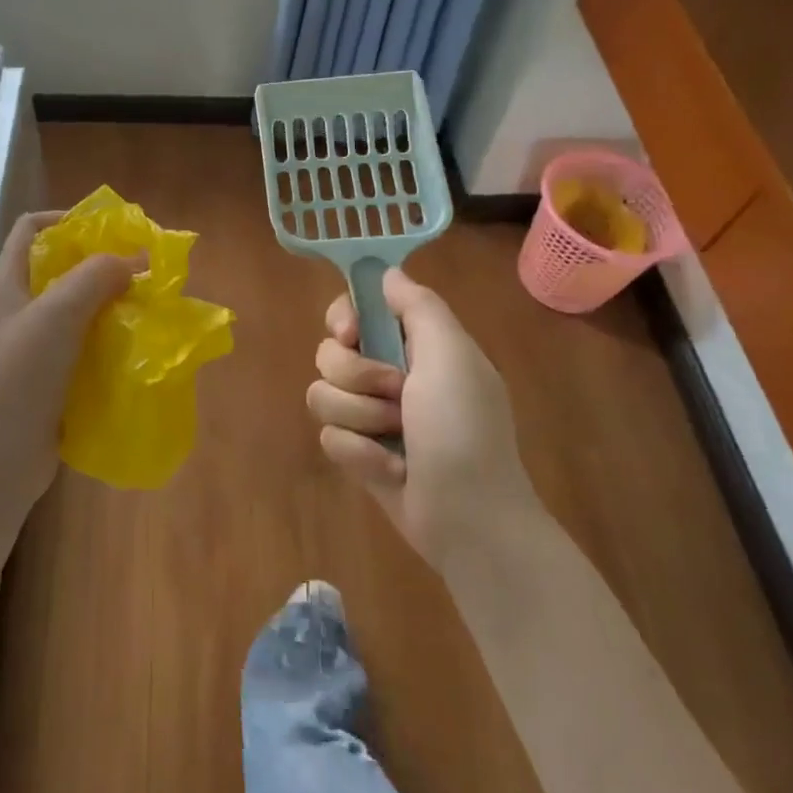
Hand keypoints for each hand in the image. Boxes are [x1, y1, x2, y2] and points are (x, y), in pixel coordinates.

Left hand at [0, 211, 140, 524]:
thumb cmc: (19, 378)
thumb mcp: (56, 314)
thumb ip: (94, 277)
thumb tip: (134, 260)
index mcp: (8, 285)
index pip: (30, 229)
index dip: (66, 219)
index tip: (110, 230)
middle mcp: (18, 312)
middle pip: (60, 270)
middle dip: (101, 266)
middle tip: (143, 271)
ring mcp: (33, 350)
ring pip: (77, 312)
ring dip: (111, 306)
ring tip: (149, 308)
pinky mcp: (50, 382)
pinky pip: (85, 349)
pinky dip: (110, 343)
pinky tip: (137, 349)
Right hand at [308, 268, 535, 569]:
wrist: (470, 520)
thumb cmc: (464, 430)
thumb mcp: (452, 356)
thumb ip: (418, 307)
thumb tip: (386, 272)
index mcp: (415, 345)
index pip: (357, 310)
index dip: (344, 317)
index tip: (350, 334)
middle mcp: (388, 374)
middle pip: (330, 352)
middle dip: (356, 376)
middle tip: (395, 395)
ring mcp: (371, 416)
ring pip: (321, 394)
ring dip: (359, 419)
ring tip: (396, 441)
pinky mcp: (358, 453)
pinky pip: (329, 437)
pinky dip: (359, 455)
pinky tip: (391, 471)